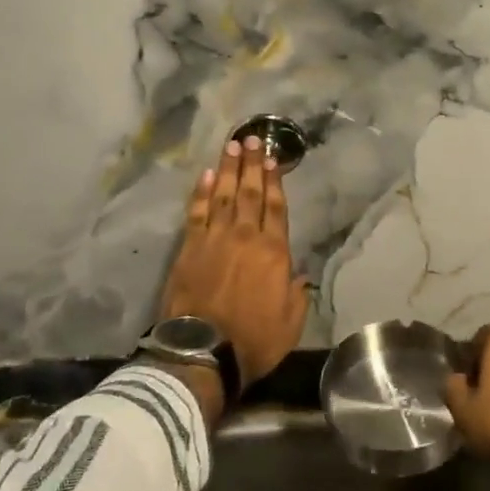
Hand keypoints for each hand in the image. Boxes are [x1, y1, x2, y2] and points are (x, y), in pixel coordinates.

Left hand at [158, 135, 308, 385]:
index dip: (274, 181)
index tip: (272, 159)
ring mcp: (214, 239)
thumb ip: (297, 294)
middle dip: (251, 164)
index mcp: (274, 252)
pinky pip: (197, 212)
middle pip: (250, 192)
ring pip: (224, 195)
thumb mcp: (290, 323)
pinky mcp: (189, 248)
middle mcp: (245, 237)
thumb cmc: (253, 340)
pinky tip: (206, 175)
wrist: (203, 352)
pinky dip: (201, 192)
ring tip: (231, 146)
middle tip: (250, 138)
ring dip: (228, 169)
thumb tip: (300, 274)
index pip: (276, 208)